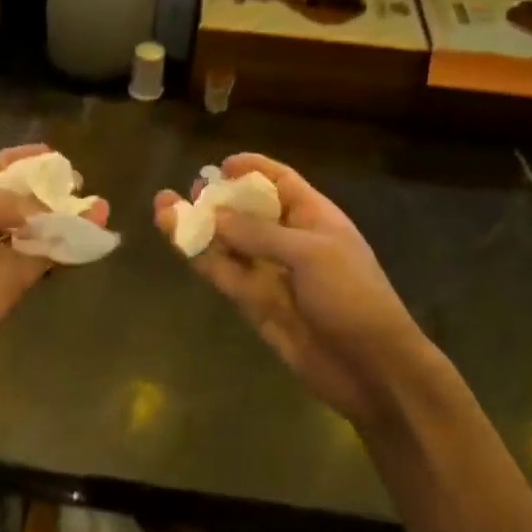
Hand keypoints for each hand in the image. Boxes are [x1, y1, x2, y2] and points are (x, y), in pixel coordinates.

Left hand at [0, 145, 108, 402]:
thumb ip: (0, 205)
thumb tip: (40, 209)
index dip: (17, 158)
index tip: (51, 152)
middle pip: (17, 199)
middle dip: (46, 190)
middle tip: (79, 183)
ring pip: (36, 231)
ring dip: (64, 219)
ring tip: (99, 207)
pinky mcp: (10, 287)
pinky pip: (42, 261)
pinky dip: (66, 250)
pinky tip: (90, 237)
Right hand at [154, 154, 424, 427]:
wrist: (369, 366)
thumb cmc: (351, 297)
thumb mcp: (309, 254)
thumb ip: (258, 234)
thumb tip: (214, 215)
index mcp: (314, 218)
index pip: (281, 183)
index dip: (253, 170)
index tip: (222, 165)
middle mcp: (290, 241)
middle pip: (248, 211)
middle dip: (219, 199)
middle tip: (187, 190)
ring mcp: (270, 273)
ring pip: (228, 243)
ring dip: (199, 227)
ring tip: (163, 207)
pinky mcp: (254, 302)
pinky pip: (224, 273)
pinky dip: (201, 258)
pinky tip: (178, 241)